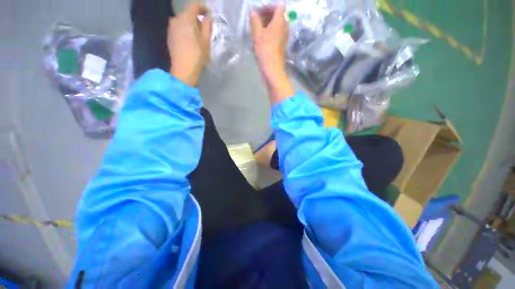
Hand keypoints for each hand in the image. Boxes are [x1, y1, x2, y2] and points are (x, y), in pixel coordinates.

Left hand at [168, 3, 212, 85]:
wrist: (183, 70)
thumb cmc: (197, 55)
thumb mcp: (206, 41)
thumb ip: (207, 26)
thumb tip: (208, 18)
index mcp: (186, 19)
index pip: (194, 6)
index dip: (203, 7)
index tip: (209, 14)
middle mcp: (176, 19)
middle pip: (188, 14)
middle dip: (197, 18)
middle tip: (205, 29)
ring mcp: (171, 28)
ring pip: (183, 21)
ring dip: (191, 25)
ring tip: (198, 37)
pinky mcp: (170, 37)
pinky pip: (179, 28)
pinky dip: (185, 31)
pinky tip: (190, 41)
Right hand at [250, 6, 294, 103]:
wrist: (273, 71)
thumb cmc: (265, 51)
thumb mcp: (257, 34)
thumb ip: (255, 21)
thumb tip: (252, 12)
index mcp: (281, 21)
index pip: (278, 6)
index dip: (268, 7)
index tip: (258, 12)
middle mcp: (285, 28)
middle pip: (278, 16)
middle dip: (266, 16)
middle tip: (256, 21)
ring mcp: (284, 39)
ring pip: (277, 27)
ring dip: (267, 26)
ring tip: (257, 31)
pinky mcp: (281, 47)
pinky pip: (276, 36)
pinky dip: (269, 34)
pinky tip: (261, 41)